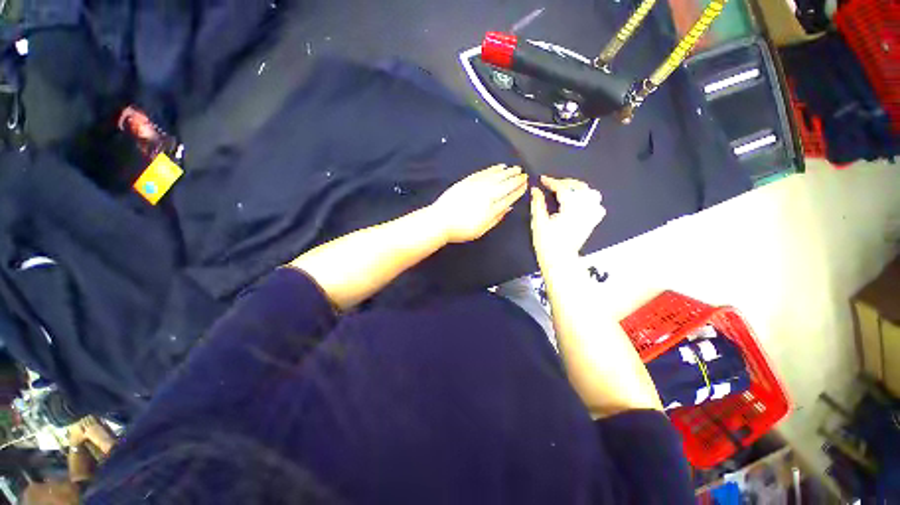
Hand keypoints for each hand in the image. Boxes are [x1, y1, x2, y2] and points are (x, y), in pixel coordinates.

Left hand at [430, 164, 528, 243]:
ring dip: (507, 171)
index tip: (525, 185)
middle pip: (505, 184)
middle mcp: (487, 194)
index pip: (509, 197)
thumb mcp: (481, 230)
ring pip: (496, 176)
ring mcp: (477, 186)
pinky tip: (500, 167)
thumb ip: (496, 218)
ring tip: (515, 168)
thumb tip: (508, 208)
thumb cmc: (461, 229)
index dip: (518, 190)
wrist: (441, 220)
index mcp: (492, 208)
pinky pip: (484, 172)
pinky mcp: (468, 181)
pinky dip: (493, 169)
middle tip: (523, 174)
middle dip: (516, 179)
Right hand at [530, 175, 604, 267]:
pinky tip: (581, 203)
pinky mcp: (592, 223)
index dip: (552, 182)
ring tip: (567, 190)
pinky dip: (590, 200)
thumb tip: (535, 189)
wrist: (559, 260)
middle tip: (552, 184)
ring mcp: (591, 217)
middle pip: (580, 188)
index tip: (543, 179)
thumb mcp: (538, 223)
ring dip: (579, 189)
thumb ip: (538, 204)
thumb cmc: (547, 244)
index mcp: (570, 210)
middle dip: (565, 182)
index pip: (563, 189)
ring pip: (592, 194)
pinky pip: (598, 206)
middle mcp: (584, 210)